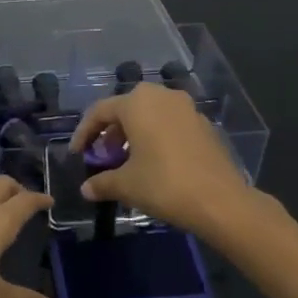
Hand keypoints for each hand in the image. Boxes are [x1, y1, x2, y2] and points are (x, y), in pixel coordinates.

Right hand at [69, 83, 254, 240]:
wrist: (219, 201)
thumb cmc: (163, 184)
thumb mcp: (126, 185)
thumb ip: (102, 182)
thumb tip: (86, 189)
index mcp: (137, 103)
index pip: (100, 111)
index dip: (84, 133)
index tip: (78, 154)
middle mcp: (162, 97)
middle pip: (127, 108)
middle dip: (112, 131)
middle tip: (105, 156)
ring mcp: (187, 108)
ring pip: (151, 114)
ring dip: (135, 133)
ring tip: (129, 161)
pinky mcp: (204, 125)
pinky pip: (171, 124)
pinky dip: (157, 137)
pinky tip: (156, 163)